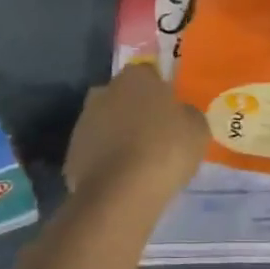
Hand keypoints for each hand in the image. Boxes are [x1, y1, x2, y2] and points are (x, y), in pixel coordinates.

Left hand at [64, 63, 207, 201]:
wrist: (121, 193)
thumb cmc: (166, 149)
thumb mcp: (197, 129)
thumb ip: (187, 114)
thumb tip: (180, 114)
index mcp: (135, 77)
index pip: (149, 75)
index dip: (161, 93)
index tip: (172, 114)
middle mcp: (104, 91)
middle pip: (124, 98)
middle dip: (136, 112)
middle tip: (156, 136)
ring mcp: (83, 123)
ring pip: (107, 124)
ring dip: (119, 136)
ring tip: (140, 163)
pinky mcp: (72, 153)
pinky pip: (96, 152)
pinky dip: (107, 161)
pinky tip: (123, 179)